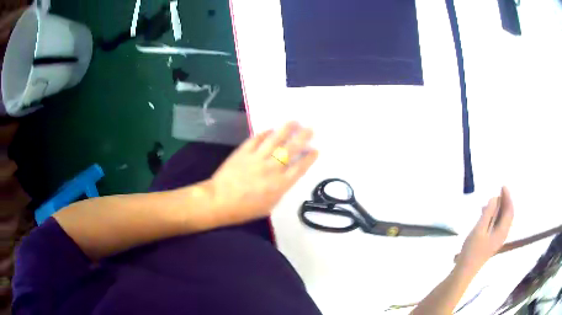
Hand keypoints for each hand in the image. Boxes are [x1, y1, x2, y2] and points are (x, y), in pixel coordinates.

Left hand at [207, 122, 318, 224]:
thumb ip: (279, 190)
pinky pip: (256, 139)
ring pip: (275, 140)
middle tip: (311, 128)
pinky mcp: (243, 152)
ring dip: (286, 130)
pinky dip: (264, 133)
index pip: (299, 168)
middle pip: (291, 150)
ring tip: (294, 121)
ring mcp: (257, 158)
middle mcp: (271, 169)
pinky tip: (270, 129)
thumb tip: (286, 177)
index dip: (309, 158)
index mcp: (280, 185)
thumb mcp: (269, 206)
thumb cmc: (245, 209)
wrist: (219, 201)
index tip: (316, 149)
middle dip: (303, 138)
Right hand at [457, 187, 514, 271]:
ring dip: (499, 209)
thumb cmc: (472, 249)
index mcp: (502, 231)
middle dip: (504, 201)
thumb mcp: (479, 229)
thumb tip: (495, 198)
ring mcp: (497, 239)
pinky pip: (497, 225)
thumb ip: (489, 213)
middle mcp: (503, 234)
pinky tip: (485, 215)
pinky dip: (494, 216)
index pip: (509, 210)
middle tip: (498, 191)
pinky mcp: (492, 242)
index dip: (507, 197)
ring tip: (489, 202)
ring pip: (503, 220)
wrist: (465, 270)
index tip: (502, 186)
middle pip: (508, 215)